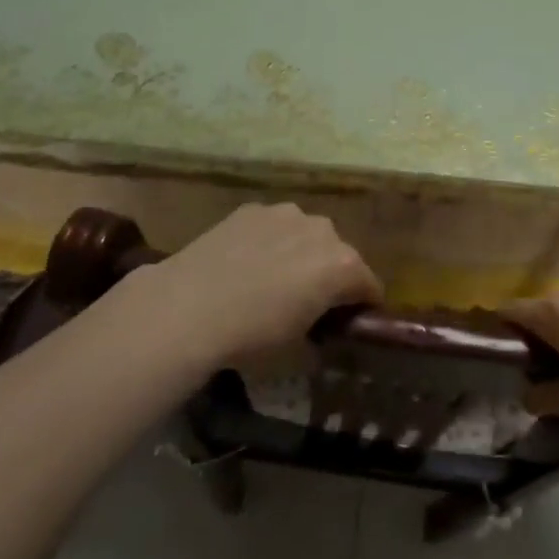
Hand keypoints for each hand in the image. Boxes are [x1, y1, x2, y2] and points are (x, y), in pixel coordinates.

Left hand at [153, 203, 381, 366]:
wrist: (189, 307)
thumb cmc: (252, 336)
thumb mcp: (296, 350)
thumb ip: (319, 335)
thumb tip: (318, 334)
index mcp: (343, 266)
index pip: (369, 286)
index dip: (362, 306)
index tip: (346, 322)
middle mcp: (323, 230)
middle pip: (339, 255)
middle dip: (330, 275)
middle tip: (306, 302)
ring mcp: (287, 213)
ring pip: (306, 234)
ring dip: (300, 252)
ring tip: (270, 279)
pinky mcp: (253, 208)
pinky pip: (273, 227)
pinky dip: (268, 241)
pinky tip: (244, 263)